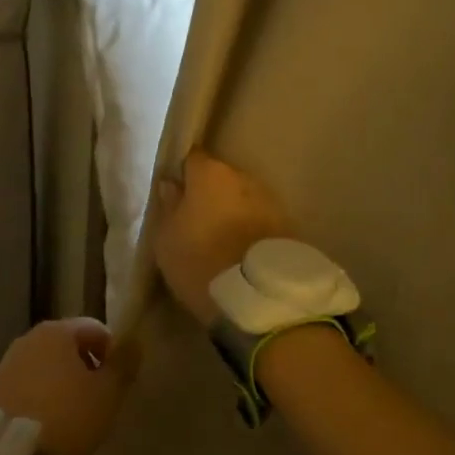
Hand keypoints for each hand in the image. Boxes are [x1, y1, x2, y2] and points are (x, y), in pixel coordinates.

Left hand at [0, 317, 126, 454]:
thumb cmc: (70, 416)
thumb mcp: (108, 392)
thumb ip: (124, 363)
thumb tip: (134, 341)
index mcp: (56, 331)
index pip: (94, 329)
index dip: (112, 351)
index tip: (118, 380)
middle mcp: (28, 339)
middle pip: (67, 344)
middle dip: (86, 365)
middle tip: (99, 396)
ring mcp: (7, 364)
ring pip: (46, 364)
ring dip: (63, 380)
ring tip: (75, 411)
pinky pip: (28, 383)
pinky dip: (42, 393)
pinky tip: (51, 420)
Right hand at [150, 150, 295, 325]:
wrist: (258, 296)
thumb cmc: (200, 261)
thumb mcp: (167, 239)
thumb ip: (168, 207)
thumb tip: (171, 185)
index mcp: (210, 173)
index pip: (192, 158)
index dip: (183, 173)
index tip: (176, 191)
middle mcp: (243, 177)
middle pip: (220, 178)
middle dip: (209, 193)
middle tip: (196, 219)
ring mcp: (270, 200)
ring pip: (242, 199)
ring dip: (232, 211)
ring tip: (220, 238)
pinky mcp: (288, 225)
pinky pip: (259, 219)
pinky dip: (250, 228)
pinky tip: (241, 249)